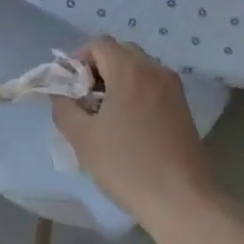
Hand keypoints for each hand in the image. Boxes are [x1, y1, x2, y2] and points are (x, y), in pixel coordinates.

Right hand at [51, 36, 215, 223]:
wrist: (180, 200)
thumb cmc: (126, 165)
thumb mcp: (82, 137)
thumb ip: (64, 107)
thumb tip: (61, 94)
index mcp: (130, 71)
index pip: (99, 44)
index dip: (78, 59)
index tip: (70, 87)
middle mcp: (155, 70)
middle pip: (120, 51)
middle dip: (98, 68)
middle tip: (85, 99)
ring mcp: (173, 88)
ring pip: (138, 67)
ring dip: (117, 80)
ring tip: (106, 114)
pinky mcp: (183, 107)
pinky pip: (153, 85)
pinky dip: (135, 91)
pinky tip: (128, 124)